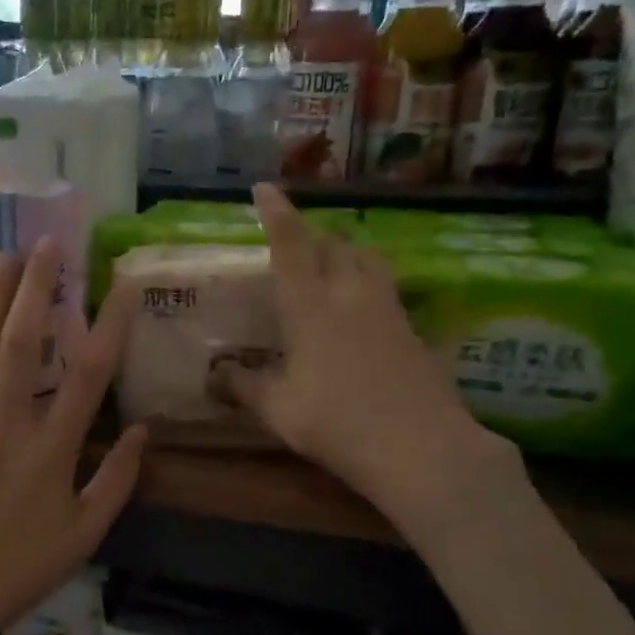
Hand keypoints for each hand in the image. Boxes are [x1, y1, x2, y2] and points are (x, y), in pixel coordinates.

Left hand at [0, 238, 144, 634]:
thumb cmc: (16, 571)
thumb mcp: (83, 536)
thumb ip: (117, 481)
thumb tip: (144, 430)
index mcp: (50, 454)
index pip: (87, 376)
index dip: (109, 325)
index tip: (122, 284)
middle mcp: (3, 429)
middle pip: (22, 346)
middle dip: (37, 289)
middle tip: (49, 246)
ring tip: (5, 257)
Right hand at [218, 184, 516, 542]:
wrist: (420, 446)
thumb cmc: (335, 422)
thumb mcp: (278, 408)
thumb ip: (244, 386)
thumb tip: (215, 375)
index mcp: (311, 304)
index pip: (290, 245)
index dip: (276, 213)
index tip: (265, 188)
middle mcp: (351, 293)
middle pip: (333, 242)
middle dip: (312, 232)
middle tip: (294, 239)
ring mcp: (389, 308)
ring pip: (368, 258)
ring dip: (346, 250)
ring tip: (331, 261)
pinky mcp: (414, 329)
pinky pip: (388, 288)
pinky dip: (370, 282)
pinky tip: (364, 308)